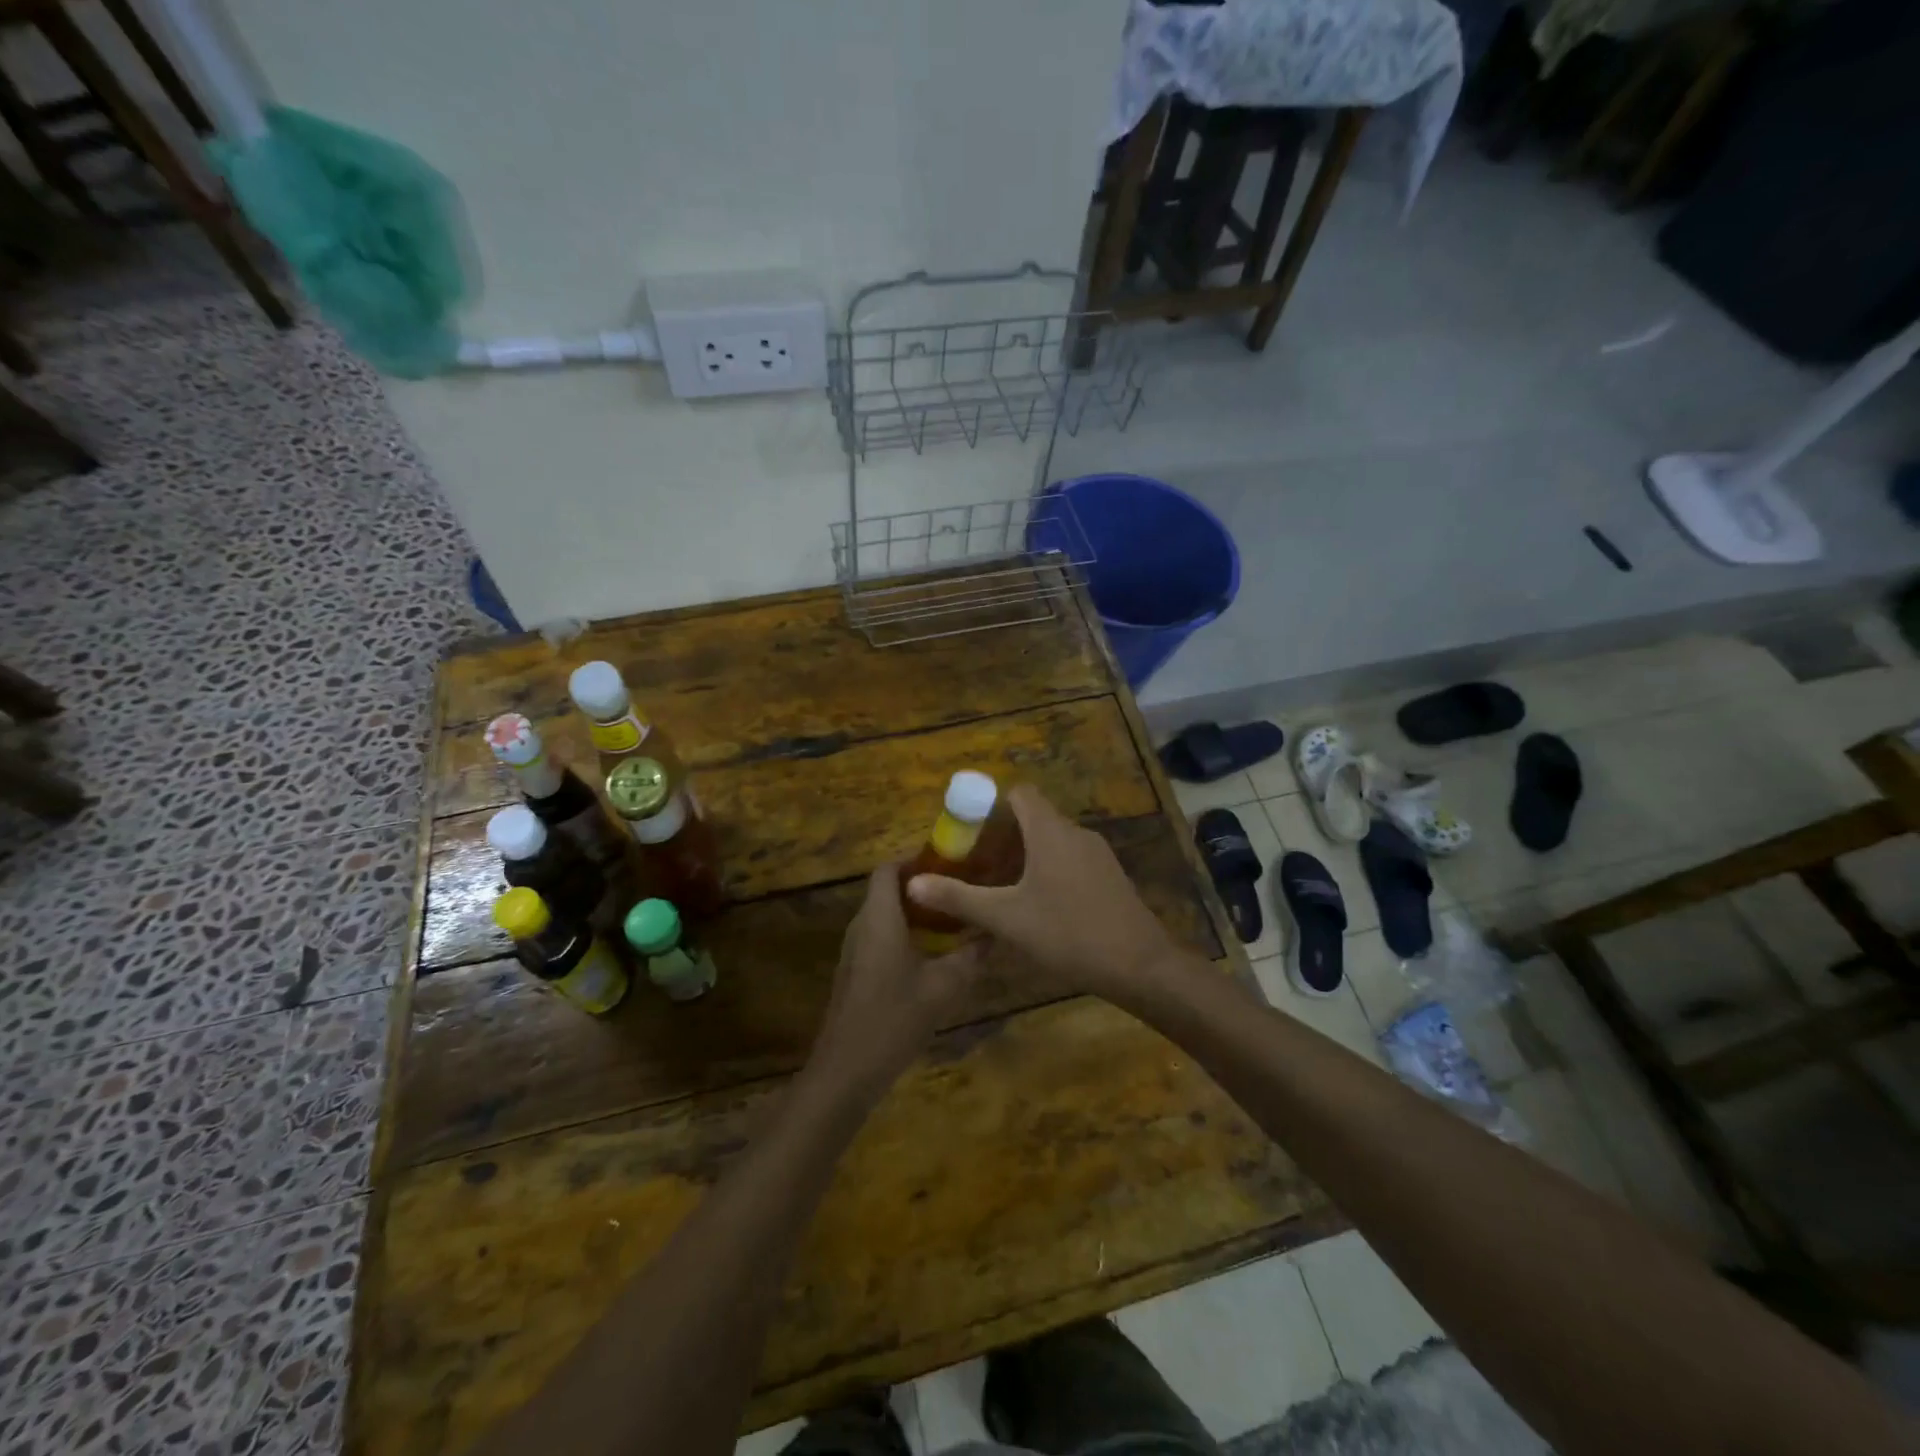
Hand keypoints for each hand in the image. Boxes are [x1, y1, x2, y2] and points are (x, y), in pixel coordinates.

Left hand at [810, 863, 987, 1098]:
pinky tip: (935, 955)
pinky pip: (881, 938)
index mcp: (879, 918)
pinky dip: (906, 935)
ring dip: (916, 913)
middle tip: (961, 890)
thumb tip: (994, 933)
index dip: (916, 859)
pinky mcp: (856, 972)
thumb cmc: (893, 1018)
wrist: (846, 1070)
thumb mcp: (943, 987)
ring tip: (954, 919)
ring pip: (886, 916)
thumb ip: (970, 956)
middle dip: (924, 887)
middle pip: (888, 890)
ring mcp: (855, 950)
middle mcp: (862, 925)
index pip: (889, 869)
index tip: (951, 863)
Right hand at [905, 784, 1178, 1006]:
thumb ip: (959, 898)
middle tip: (976, 865)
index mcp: (1049, 831)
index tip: (969, 831)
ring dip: (1025, 856)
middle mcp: (1075, 833)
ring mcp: (1097, 855)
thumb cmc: (1068, 933)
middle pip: (1034, 818)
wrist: (1140, 965)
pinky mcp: (1110, 876)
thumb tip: (912, 882)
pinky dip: (1048, 869)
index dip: (992, 805)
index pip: (1020, 793)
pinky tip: (1038, 906)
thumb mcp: (1007, 918)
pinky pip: (1071, 859)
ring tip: (1000, 888)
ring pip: (1053, 841)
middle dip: (1003, 837)